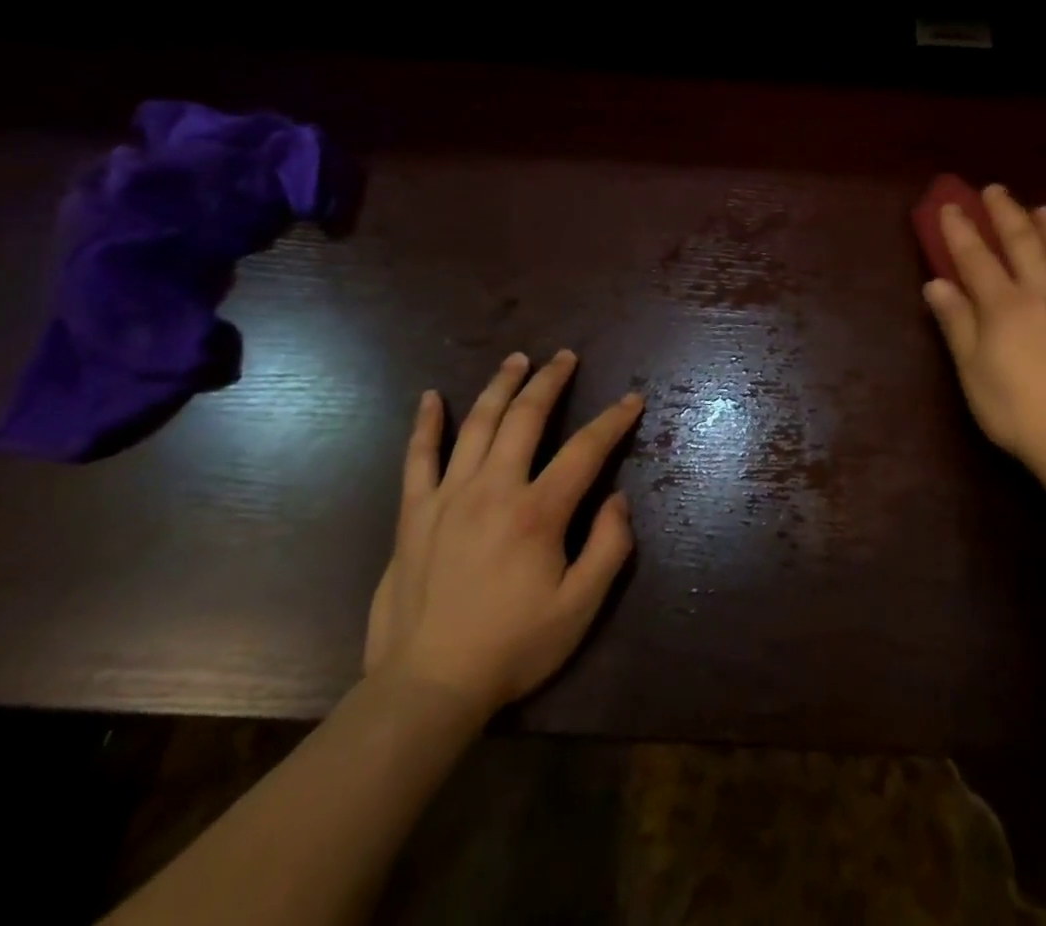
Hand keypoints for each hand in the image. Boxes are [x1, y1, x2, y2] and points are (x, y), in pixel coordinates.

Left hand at [363, 350, 638, 723]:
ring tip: (517, 359)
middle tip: (566, 357)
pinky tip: (430, 397)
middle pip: (526, 417)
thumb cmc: (512, 648)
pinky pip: (418, 458)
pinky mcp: (413, 515)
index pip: (585, 449)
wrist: (426, 688)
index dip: (613, 420)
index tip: (632, 399)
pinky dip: (425, 424)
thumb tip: (618, 499)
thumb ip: (608, 547)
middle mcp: (494, 489)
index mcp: (538, 512)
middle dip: (550, 381)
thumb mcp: (580, 608)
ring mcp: (448, 497)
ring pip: (477, 424)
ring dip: (500, 386)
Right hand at [922, 184, 1045, 485]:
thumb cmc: (1016, 411)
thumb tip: (936, 284)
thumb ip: (956, 323)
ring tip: (1042, 208)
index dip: (960, 230)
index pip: (976, 258)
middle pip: (1022, 242)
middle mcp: (1041, 293)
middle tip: (994, 190)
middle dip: (1005, 213)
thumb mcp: (973, 371)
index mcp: (1004, 306)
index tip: (950, 206)